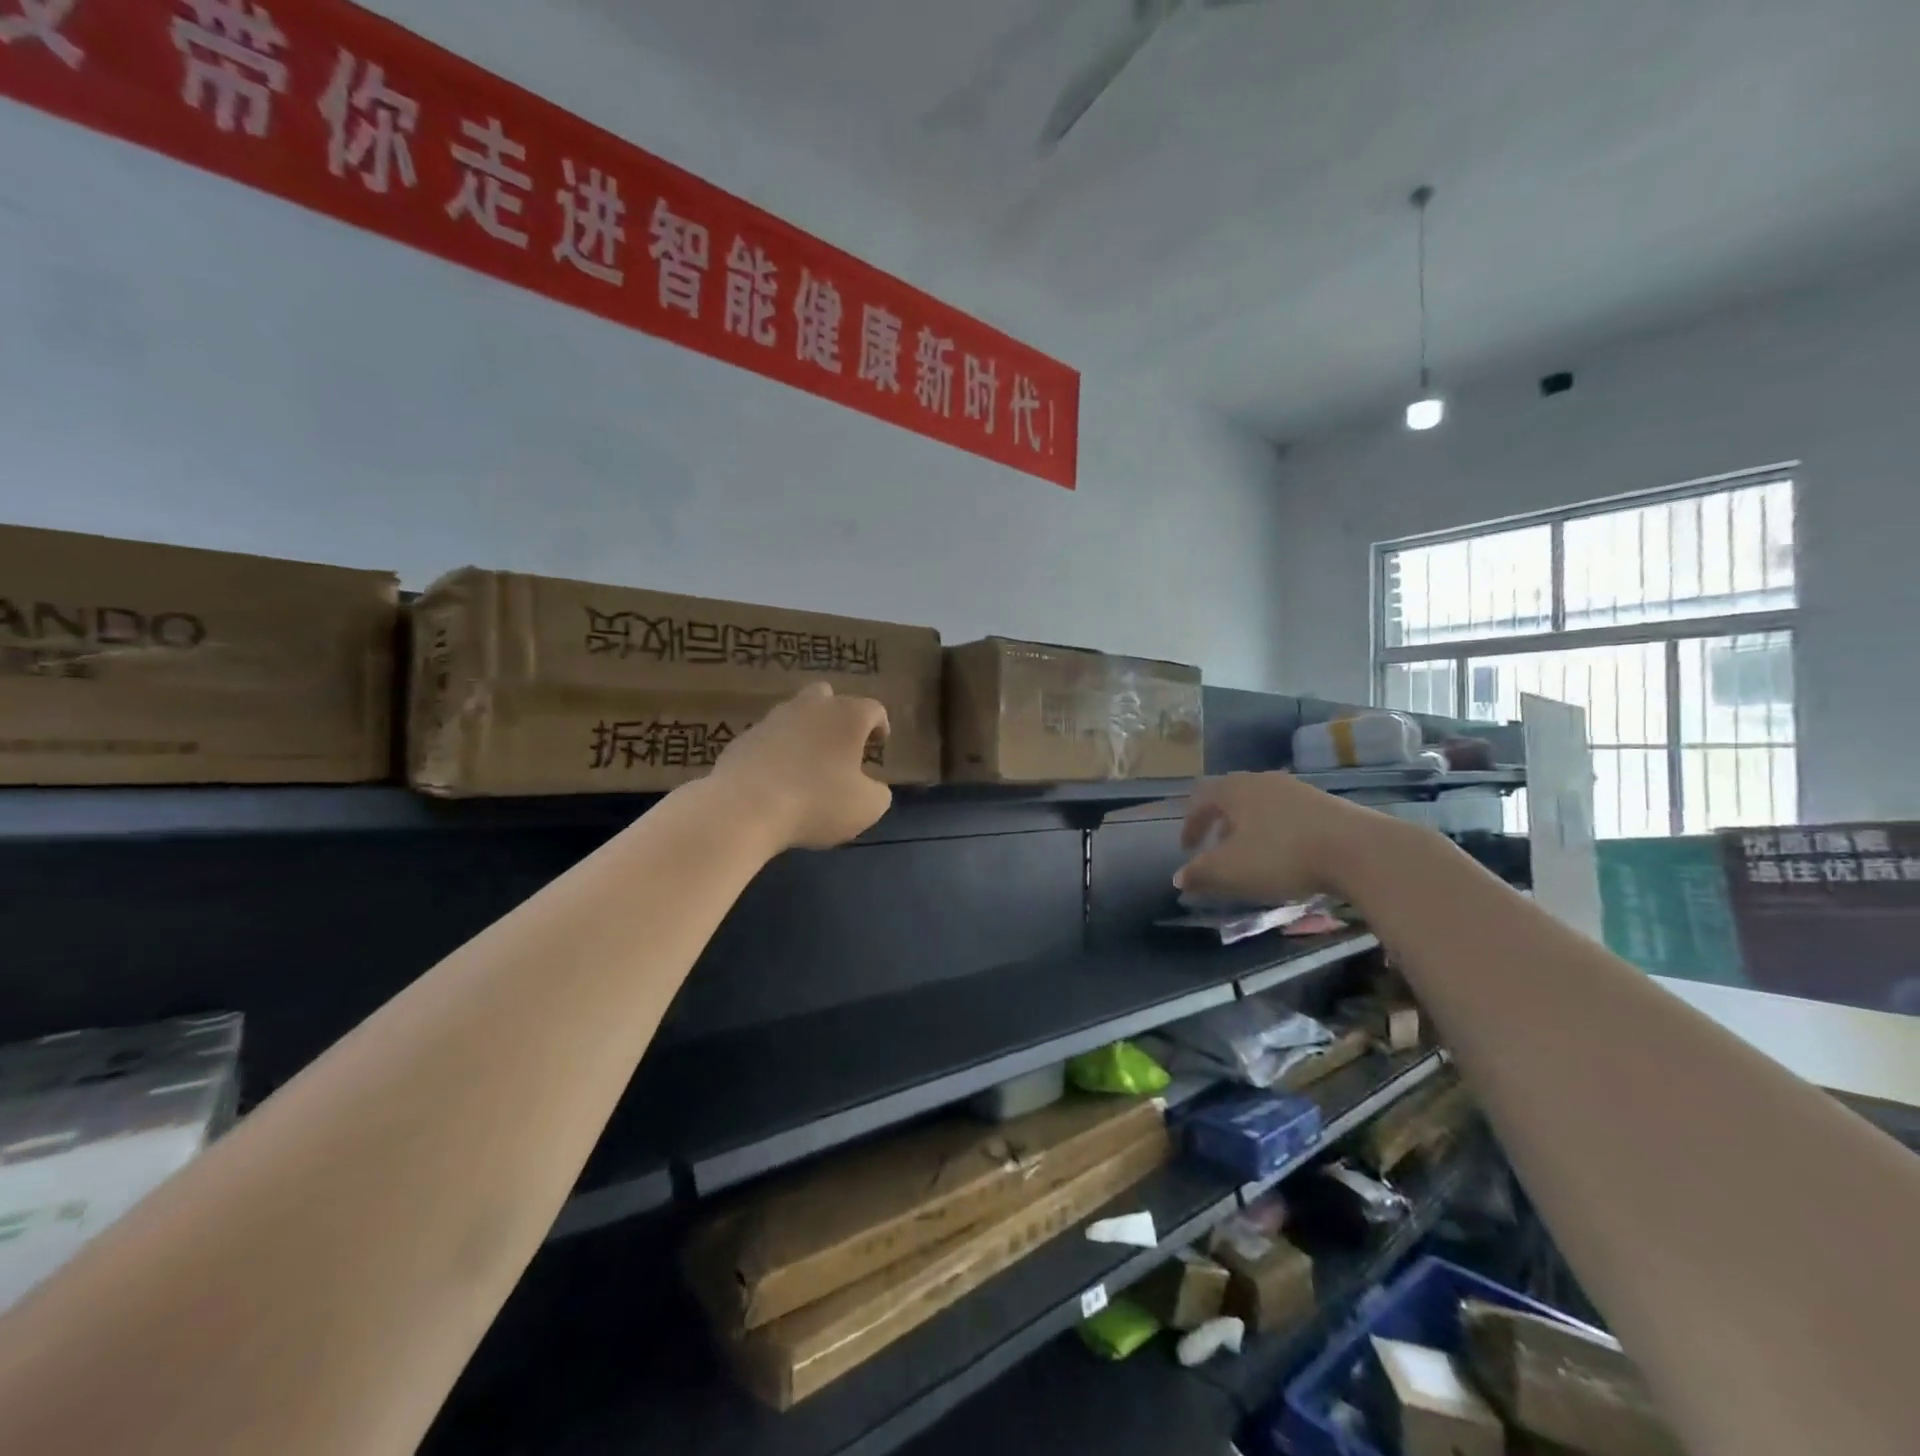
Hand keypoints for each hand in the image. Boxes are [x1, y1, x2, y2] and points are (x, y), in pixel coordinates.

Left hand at [707, 684, 892, 850]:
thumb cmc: (818, 802)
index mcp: (847, 716)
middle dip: (838, 715)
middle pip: (828, 696)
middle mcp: (810, 707)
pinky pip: (769, 739)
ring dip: (806, 732)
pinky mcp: (743, 739)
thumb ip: (878, 792)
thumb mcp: (867, 807)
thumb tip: (873, 788)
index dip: (880, 726)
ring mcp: (772, 719)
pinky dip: (778, 752)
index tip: (879, 745)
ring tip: (810, 764)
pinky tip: (779, 779)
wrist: (745, 808)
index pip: (873, 709)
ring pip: (795, 715)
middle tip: (843, 744)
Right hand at [1174, 772, 1373, 903]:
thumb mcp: (1232, 870)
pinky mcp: (1324, 803)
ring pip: (1260, 804)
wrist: (1359, 850)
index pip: (1200, 799)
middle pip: (1230, 797)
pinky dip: (1275, 830)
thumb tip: (1178, 878)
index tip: (1187, 849)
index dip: (1190, 824)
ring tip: (1250, 854)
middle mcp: (1262, 781)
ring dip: (1247, 827)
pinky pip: (1286, 813)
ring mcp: (1296, 789)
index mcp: (1234, 790)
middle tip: (1215, 849)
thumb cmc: (1282, 855)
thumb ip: (1200, 873)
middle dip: (1218, 823)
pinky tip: (1285, 854)